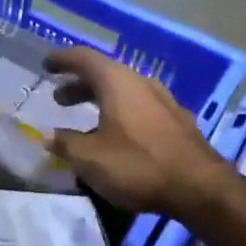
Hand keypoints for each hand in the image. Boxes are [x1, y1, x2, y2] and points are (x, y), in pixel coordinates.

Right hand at [45, 46, 234, 218]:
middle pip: (105, 74)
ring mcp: (164, 101)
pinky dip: (121, 114)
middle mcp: (141, 83)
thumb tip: (47, 135)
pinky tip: (116, 136)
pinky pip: (140, 107)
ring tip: (85, 120)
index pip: (84, 58)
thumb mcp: (90, 159)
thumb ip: (66, 144)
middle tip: (60, 99)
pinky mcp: (177, 121)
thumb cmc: (137, 165)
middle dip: (79, 85)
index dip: (62, 60)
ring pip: (124, 92)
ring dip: (101, 101)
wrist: (199, 186)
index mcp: (117, 82)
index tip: (46, 64)